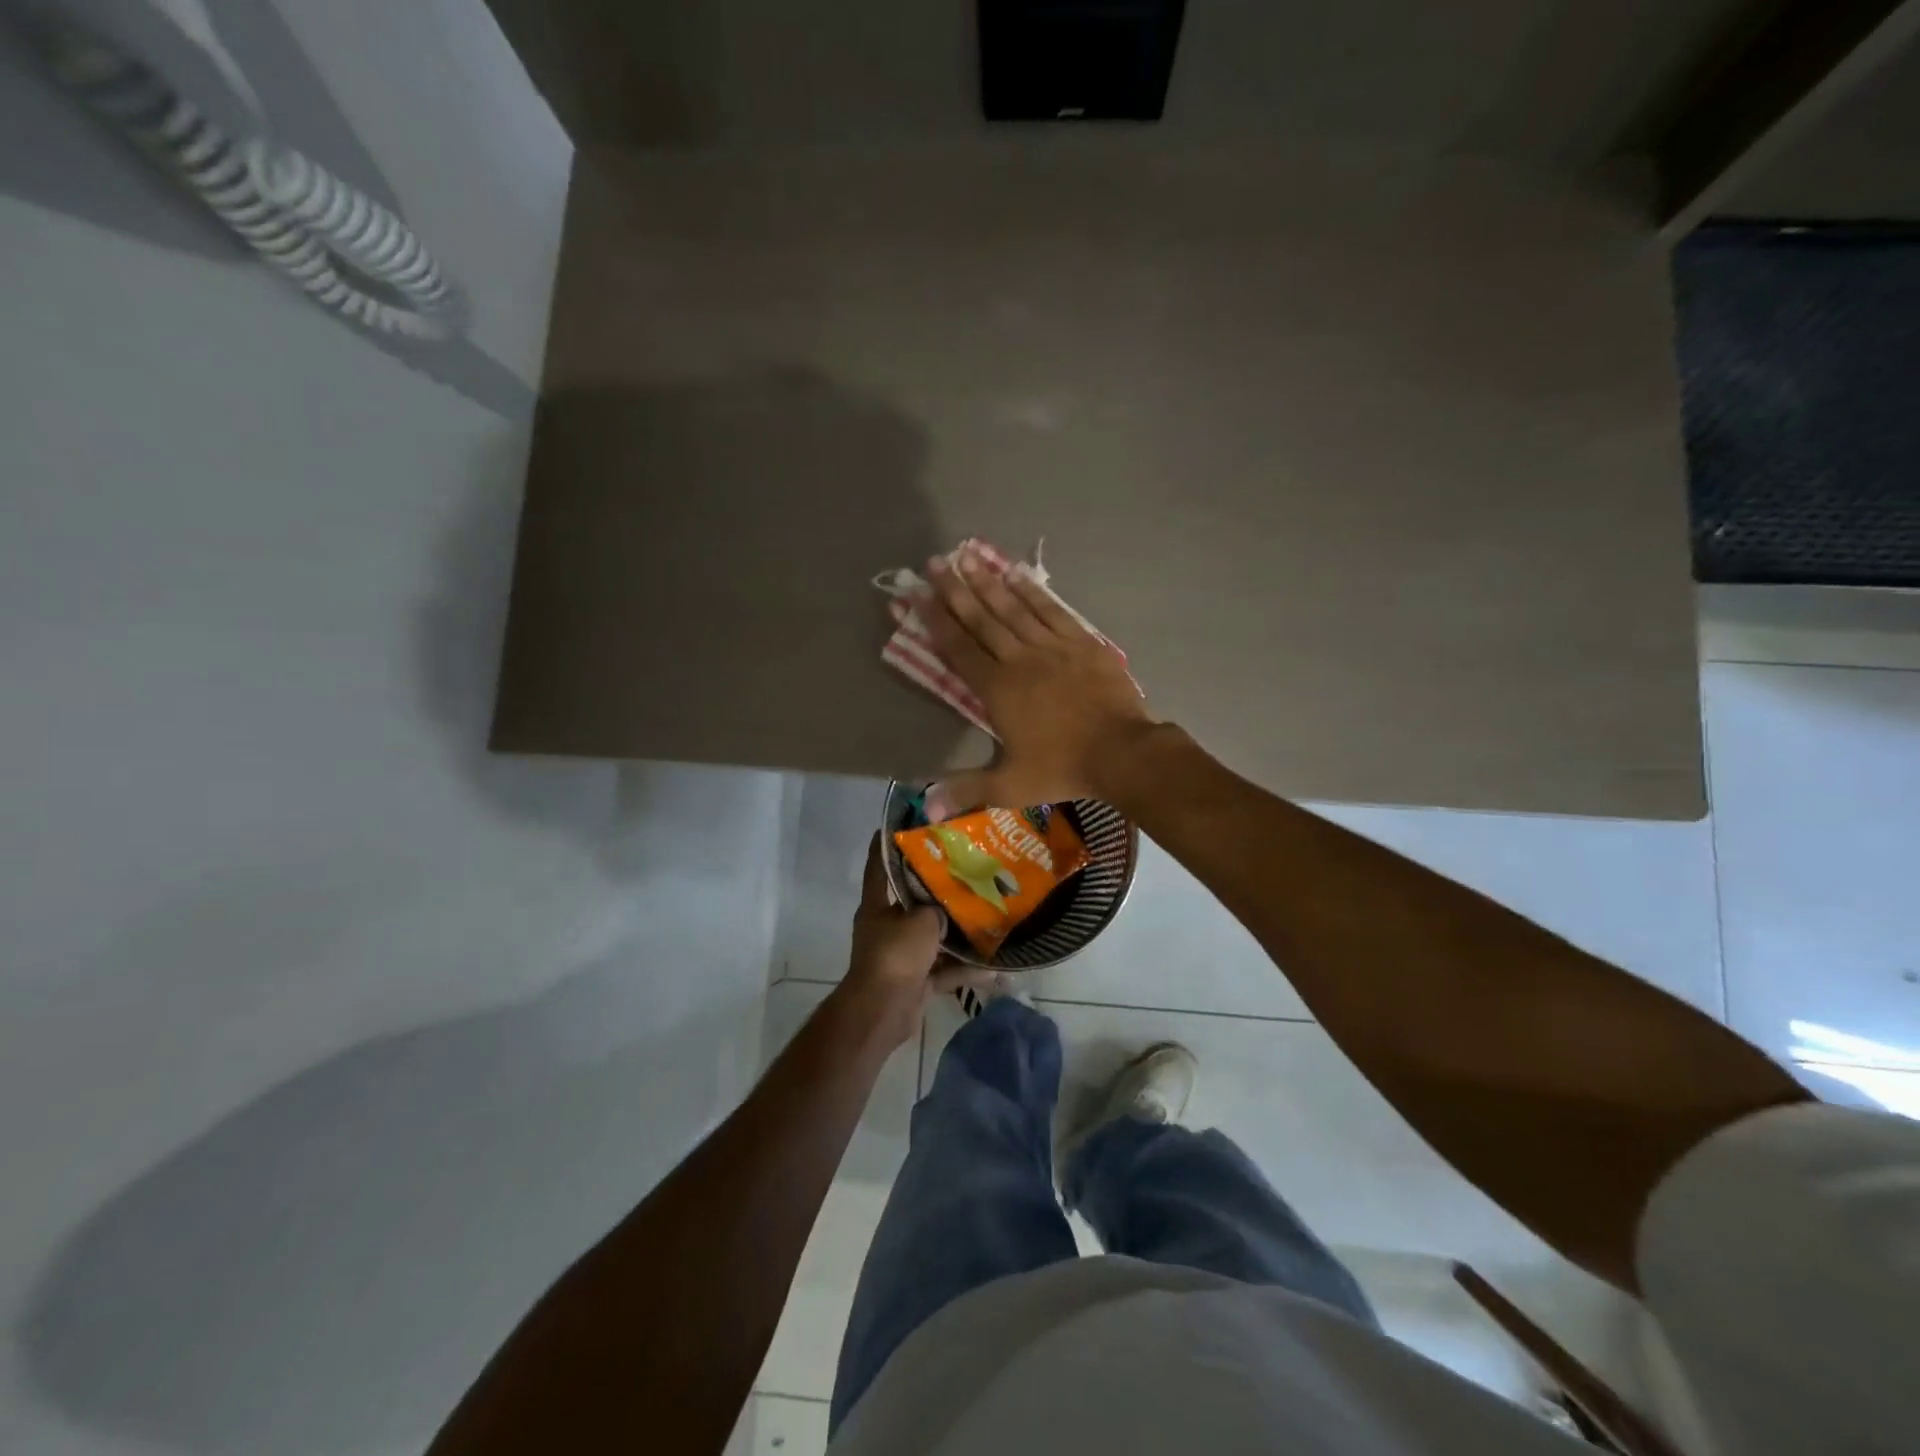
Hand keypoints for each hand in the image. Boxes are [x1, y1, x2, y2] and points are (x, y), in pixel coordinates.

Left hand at [842, 836, 983, 1047]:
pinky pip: (943, 970)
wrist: (883, 1011)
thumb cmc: (895, 954)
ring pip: (933, 937)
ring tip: (987, 918)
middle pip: (913, 902)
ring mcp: (901, 955)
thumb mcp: (920, 921)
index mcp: (877, 905)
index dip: (888, 843)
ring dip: (956, 934)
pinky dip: (963, 970)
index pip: (879, 865)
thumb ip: (937, 908)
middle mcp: (886, 926)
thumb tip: (948, 908)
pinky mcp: (915, 980)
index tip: (905, 824)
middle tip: (966, 872)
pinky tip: (993, 968)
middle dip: (938, 891)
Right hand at [920, 543, 1156, 812]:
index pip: (960, 649)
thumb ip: (967, 789)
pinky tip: (1017, 575)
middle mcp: (1020, 659)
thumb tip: (927, 807)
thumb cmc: (1063, 768)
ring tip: (969, 557)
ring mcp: (1053, 647)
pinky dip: (1033, 592)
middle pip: (982, 620)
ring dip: (989, 583)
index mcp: (998, 690)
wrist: (1123, 752)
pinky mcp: (1082, 643)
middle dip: (956, 590)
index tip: (918, 595)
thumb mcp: (1010, 786)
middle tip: (936, 562)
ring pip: (1014, 608)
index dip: (937, 621)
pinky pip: (1052, 611)